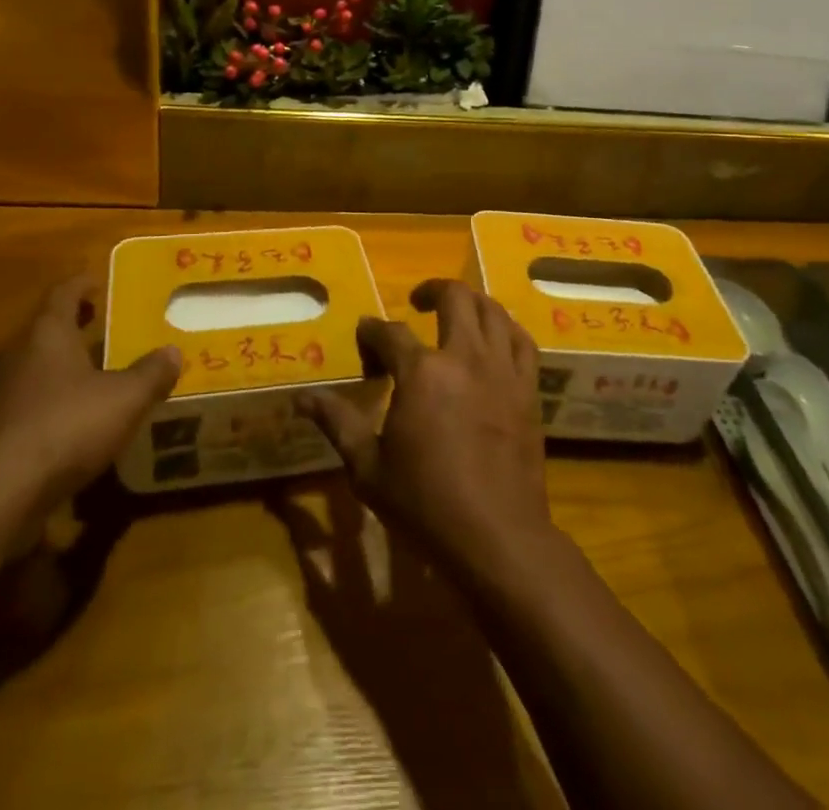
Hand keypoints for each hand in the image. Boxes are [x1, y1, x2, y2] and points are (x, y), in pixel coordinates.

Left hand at [0, 275, 180, 518]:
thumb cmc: (65, 426)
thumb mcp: (125, 398)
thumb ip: (151, 373)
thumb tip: (172, 352)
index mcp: (46, 333)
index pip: (63, 293)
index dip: (82, 284)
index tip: (98, 283)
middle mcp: (16, 354)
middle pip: (45, 329)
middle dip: (73, 328)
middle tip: (103, 328)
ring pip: (34, 368)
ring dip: (61, 367)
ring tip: (94, 376)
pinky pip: (26, 404)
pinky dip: (49, 403)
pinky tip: (72, 423)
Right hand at [301, 280, 556, 578]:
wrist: (497, 537)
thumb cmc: (425, 505)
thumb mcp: (368, 468)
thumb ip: (338, 423)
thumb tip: (301, 398)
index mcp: (421, 372)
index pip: (390, 333)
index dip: (372, 331)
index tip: (364, 336)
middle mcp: (464, 357)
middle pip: (454, 298)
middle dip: (431, 291)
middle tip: (417, 303)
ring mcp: (501, 370)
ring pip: (492, 311)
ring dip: (471, 302)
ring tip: (456, 313)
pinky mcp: (527, 389)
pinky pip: (522, 341)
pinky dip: (506, 329)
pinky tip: (495, 339)